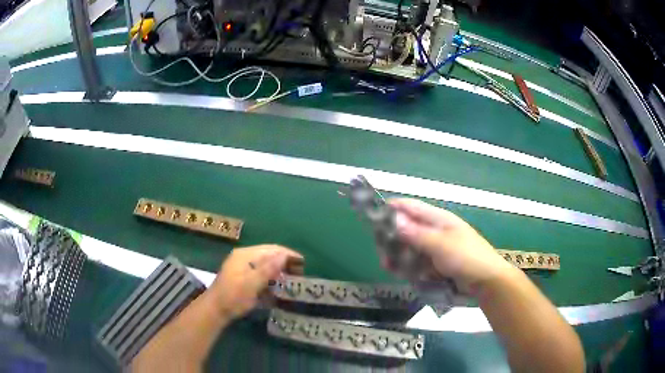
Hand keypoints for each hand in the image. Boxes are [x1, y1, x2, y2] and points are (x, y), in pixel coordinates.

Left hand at [209, 245, 302, 319]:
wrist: (216, 310)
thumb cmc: (234, 296)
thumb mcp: (252, 283)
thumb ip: (268, 269)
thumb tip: (284, 255)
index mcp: (245, 255)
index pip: (271, 249)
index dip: (288, 254)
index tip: (303, 263)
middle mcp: (244, 258)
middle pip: (269, 256)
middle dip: (285, 263)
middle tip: (300, 274)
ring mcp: (243, 268)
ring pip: (265, 266)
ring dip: (279, 272)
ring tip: (292, 281)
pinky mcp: (243, 279)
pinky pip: (260, 275)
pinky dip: (270, 280)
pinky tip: (278, 289)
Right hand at [388, 198, 514, 292]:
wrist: (486, 281)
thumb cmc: (467, 257)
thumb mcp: (441, 245)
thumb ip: (416, 234)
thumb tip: (393, 219)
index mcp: (437, 219)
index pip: (410, 207)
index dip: (391, 208)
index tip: (372, 217)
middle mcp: (433, 231)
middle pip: (405, 228)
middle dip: (392, 238)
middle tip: (382, 251)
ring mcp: (433, 248)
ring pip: (408, 247)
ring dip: (397, 255)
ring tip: (389, 266)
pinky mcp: (434, 263)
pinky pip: (415, 261)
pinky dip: (406, 266)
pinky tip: (400, 273)